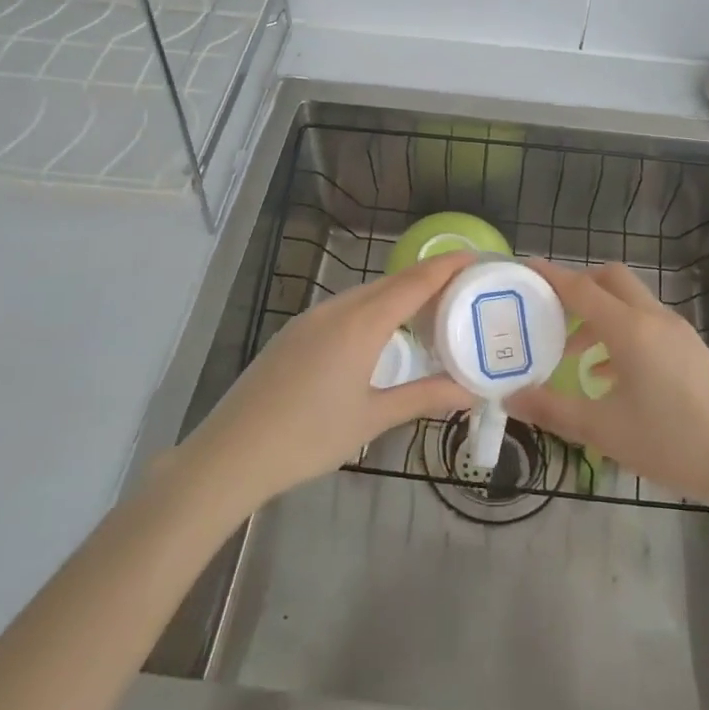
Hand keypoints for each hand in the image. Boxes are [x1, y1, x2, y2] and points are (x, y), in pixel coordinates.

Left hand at [173, 252, 475, 515]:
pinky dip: (373, 309)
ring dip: (399, 294)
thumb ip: (423, 397)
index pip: (414, 282)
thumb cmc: (309, 437)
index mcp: (361, 323)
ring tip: (429, 310)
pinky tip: (380, 333)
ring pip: (365, 294)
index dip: (447, 267)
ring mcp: (311, 318)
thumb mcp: (372, 418)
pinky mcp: (294, 332)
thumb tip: (471, 392)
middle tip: (462, 287)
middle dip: (428, 278)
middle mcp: (337, 309)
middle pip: (391, 283)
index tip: (476, 257)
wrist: (232, 452)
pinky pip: (345, 307)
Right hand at [507, 260, 708, 515]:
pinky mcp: (692, 350)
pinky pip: (647, 325)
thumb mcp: (604, 431)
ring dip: (599, 314)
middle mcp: (654, 318)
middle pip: (610, 279)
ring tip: (571, 352)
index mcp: (630, 329)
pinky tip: (609, 376)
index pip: (580, 288)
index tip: (523, 268)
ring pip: (630, 302)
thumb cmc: (673, 443)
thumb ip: (553, 410)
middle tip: (548, 310)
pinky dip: (621, 333)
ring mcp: (678, 332)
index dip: (549, 276)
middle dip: (577, 285)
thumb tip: (510, 397)